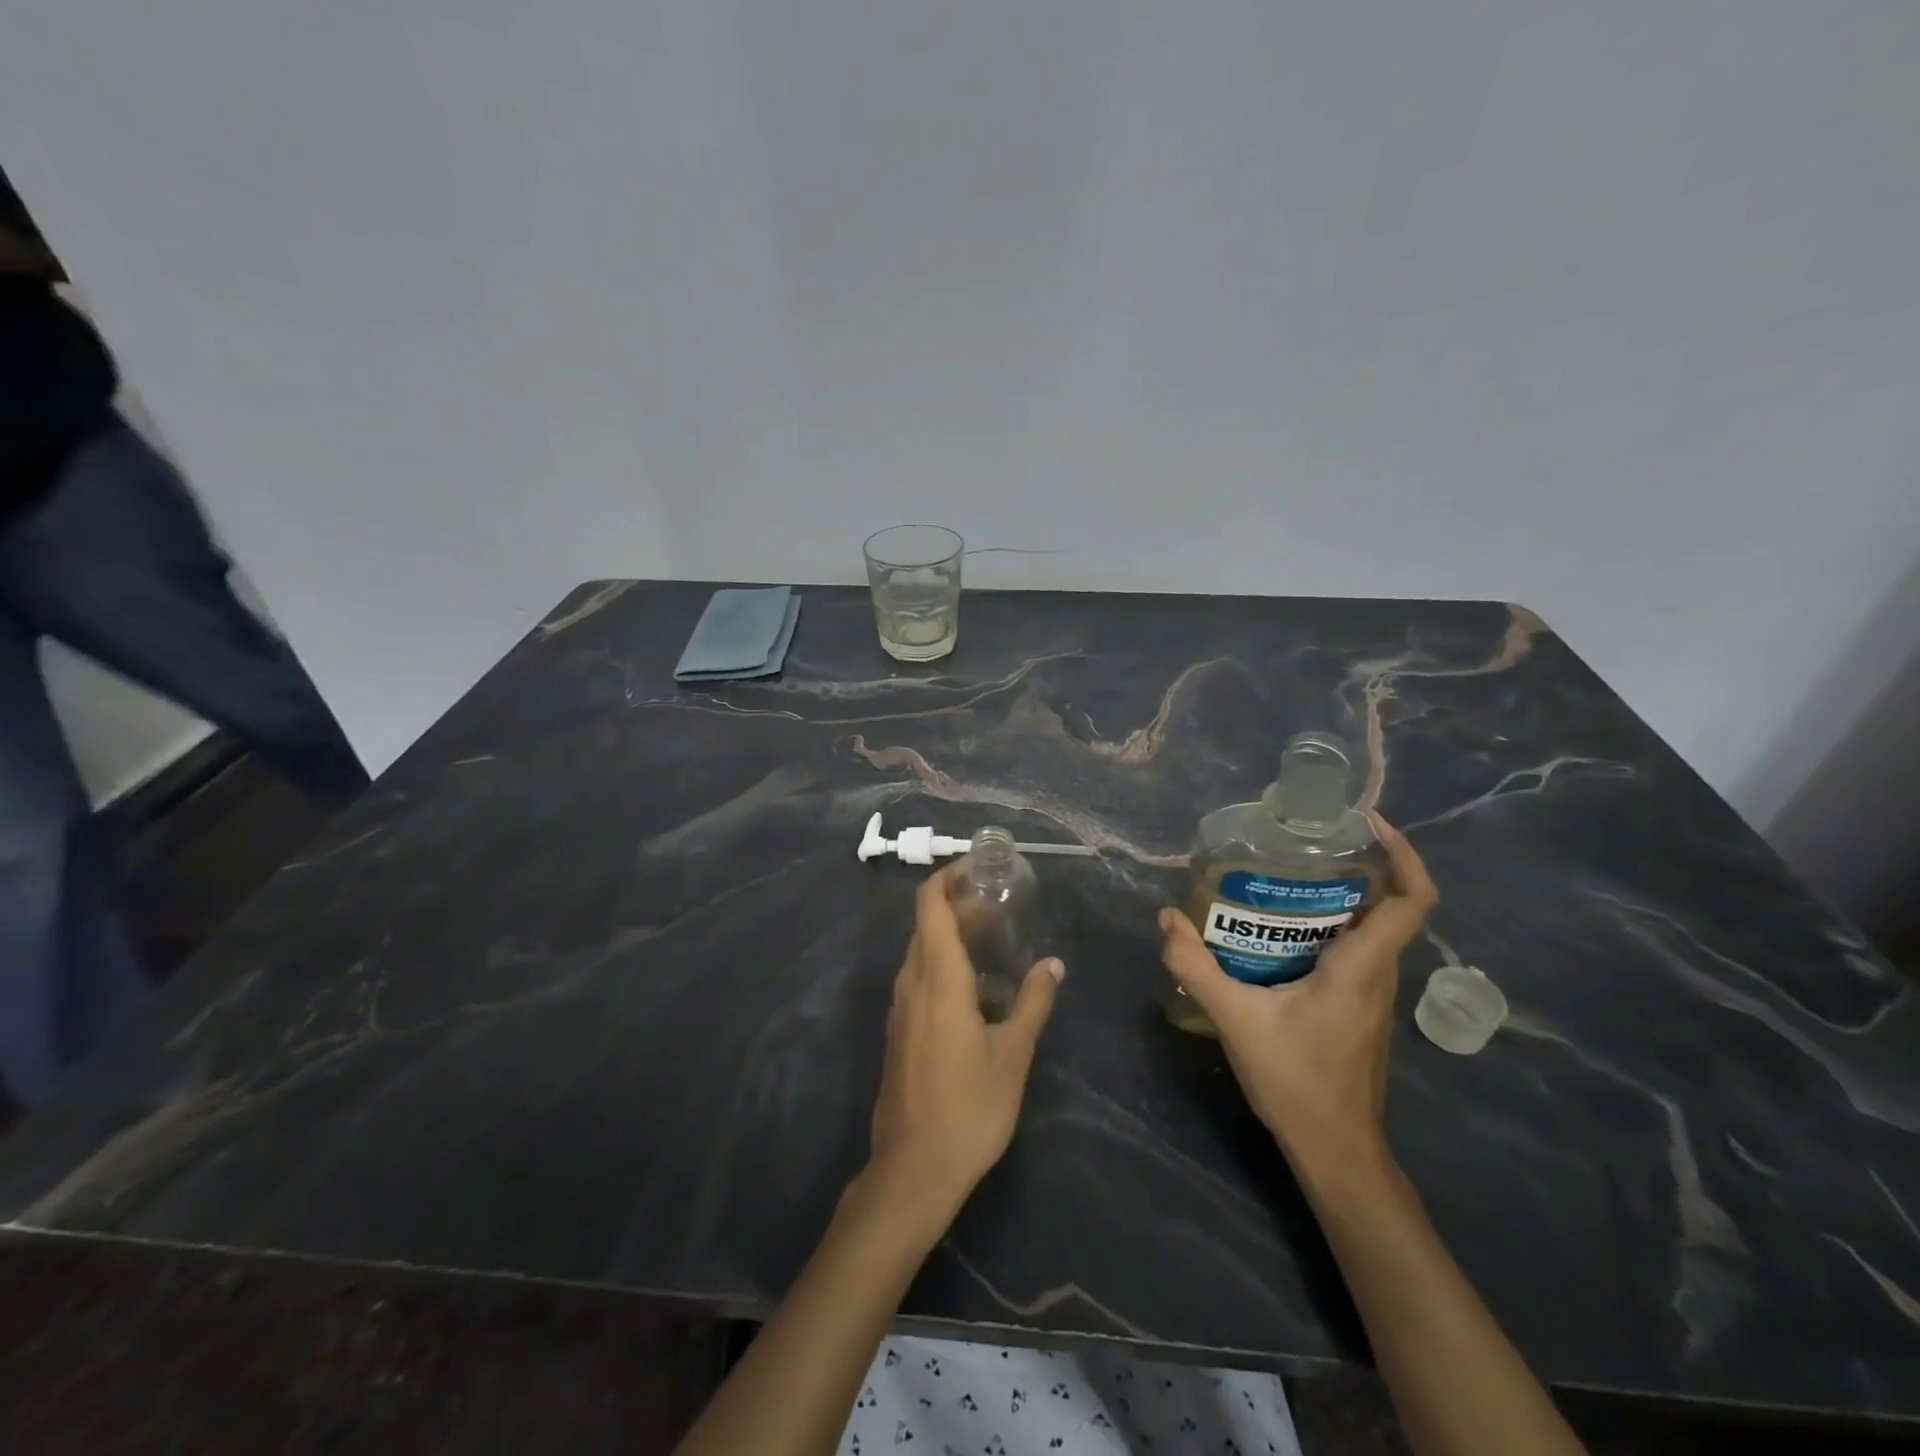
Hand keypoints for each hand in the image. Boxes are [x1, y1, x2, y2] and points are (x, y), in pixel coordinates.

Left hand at [866, 867, 1063, 1226]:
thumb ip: (1033, 1003)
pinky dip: (941, 963)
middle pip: (926, 925)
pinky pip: (918, 979)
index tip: (977, 869)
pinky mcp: (899, 1032)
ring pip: (920, 952)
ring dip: (949, 935)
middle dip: (957, 906)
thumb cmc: (969, 1109)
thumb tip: (1053, 964)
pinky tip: (973, 986)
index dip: (947, 877)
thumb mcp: (1013, 1055)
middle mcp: (911, 984)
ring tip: (991, 939)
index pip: (929, 906)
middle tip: (998, 906)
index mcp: (937, 979)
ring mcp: (900, 1010)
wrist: (913, 1171)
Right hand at [1158, 816, 1436, 1165]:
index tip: (1369, 824)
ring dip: (1339, 897)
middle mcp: (1379, 973)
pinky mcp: (1359, 1008)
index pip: (1412, 900)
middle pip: (1389, 904)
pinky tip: (1280, 932)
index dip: (1404, 854)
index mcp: (1363, 965)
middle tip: (1303, 842)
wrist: (1335, 1149)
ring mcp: (1373, 993)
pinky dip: (1328, 927)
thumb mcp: (1237, 1018)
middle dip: (1355, 865)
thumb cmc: (1297, 1080)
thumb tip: (1167, 918)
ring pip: (1371, 928)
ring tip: (1284, 877)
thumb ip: (1197, 966)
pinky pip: (1355, 951)